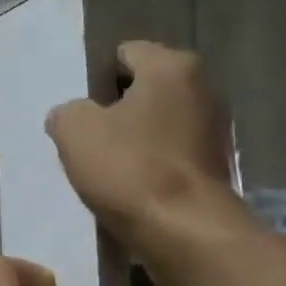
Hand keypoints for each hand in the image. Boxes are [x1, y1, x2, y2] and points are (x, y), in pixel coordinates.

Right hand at [44, 42, 242, 252]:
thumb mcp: (74, 131)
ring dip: (135, 141)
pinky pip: (172, 156)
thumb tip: (73, 116)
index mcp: (172, 67)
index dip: (96, 78)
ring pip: (159, 125)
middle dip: (116, 110)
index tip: (80, 110)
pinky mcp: (218, 168)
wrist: (184, 232)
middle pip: (145, 90)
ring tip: (108, 169)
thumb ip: (67, 112)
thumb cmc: (129, 168)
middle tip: (89, 140)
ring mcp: (216, 130)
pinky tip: (132, 189)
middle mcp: (203, 89)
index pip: (125, 54)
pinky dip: (153, 167)